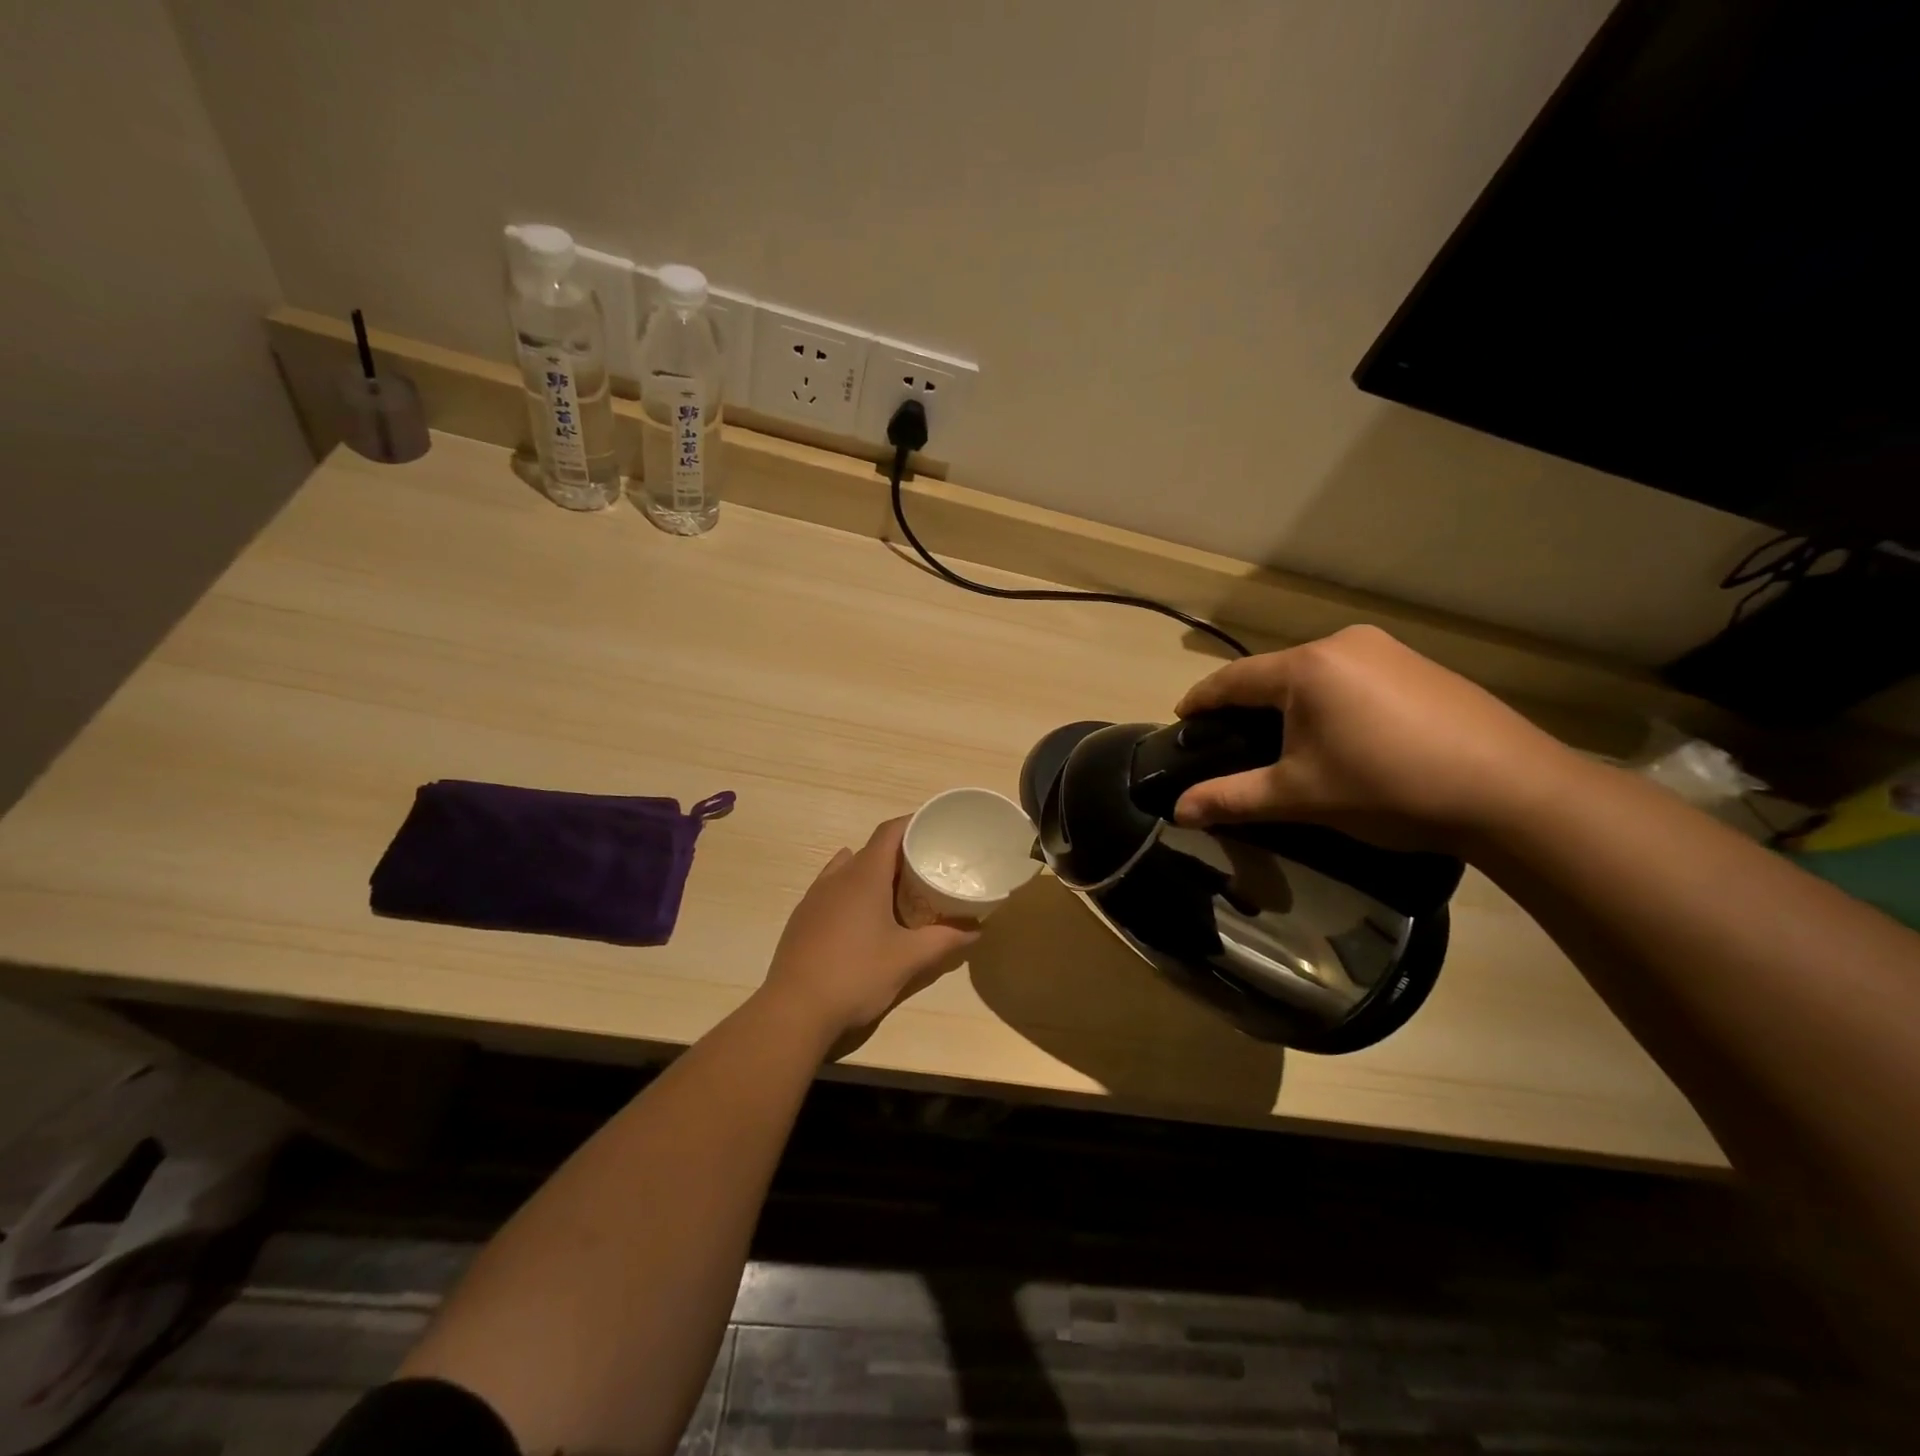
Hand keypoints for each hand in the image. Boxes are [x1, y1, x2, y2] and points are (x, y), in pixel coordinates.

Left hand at [760, 818, 978, 1046]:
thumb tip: (976, 929)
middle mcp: (836, 877)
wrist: (794, 1010)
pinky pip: (832, 891)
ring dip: (873, 873)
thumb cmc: (856, 975)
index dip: (912, 824)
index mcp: (863, 876)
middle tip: (926, 868)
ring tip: (896, 893)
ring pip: (848, 869)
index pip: (889, 832)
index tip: (935, 829)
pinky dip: (852, 892)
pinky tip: (864, 919)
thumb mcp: (908, 959)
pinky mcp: (802, 919)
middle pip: (870, 850)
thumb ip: (944, 940)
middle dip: (899, 854)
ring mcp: (814, 897)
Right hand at [1171, 625, 1574, 850]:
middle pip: (1274, 673)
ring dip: (1291, 704)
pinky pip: (1354, 677)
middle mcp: (1343, 644)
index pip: (1233, 680)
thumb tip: (1177, 813)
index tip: (1181, 720)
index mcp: (1306, 667)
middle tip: (1232, 742)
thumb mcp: (1300, 796)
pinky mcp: (1420, 666)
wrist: (1513, 792)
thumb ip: (1232, 799)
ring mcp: (1387, 650)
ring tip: (1286, 742)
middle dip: (1247, 706)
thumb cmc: (1389, 788)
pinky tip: (1344, 735)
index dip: (1201, 701)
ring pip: (1316, 675)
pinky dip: (1332, 702)